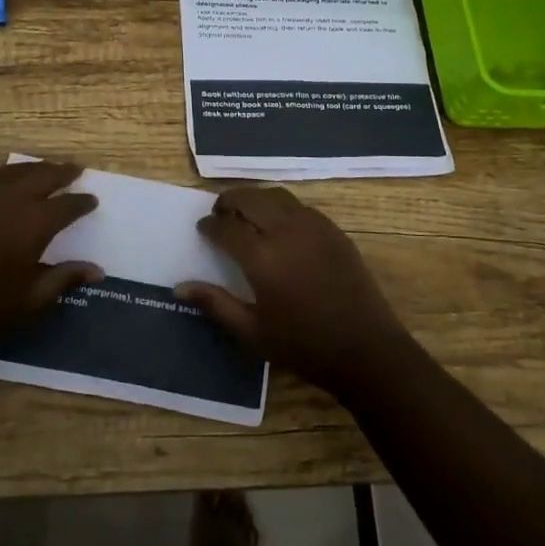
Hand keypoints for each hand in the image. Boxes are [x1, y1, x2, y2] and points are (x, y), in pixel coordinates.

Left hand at [0, 159, 99, 359]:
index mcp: (33, 224)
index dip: (82, 202)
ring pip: (12, 169)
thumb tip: (97, 269)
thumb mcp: (29, 302)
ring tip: (41, 170)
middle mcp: (10, 198)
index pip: (68, 205)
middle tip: (74, 170)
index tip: (91, 200)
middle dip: (63, 172)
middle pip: (44, 175)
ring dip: (31, 169)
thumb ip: (63, 279)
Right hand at [178, 186, 413, 398]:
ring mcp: (314, 227)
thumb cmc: (303, 346)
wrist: (365, 349)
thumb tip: (179, 287)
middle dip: (229, 201)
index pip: (226, 227)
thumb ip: (215, 304)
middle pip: (250, 198)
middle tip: (220, 213)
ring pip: (276, 196)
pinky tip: (279, 224)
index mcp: (262, 257)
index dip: (210, 225)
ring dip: (256, 198)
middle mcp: (286, 231)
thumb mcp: (251, 332)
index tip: (203, 228)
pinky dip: (282, 206)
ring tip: (246, 213)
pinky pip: (300, 206)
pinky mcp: (334, 230)